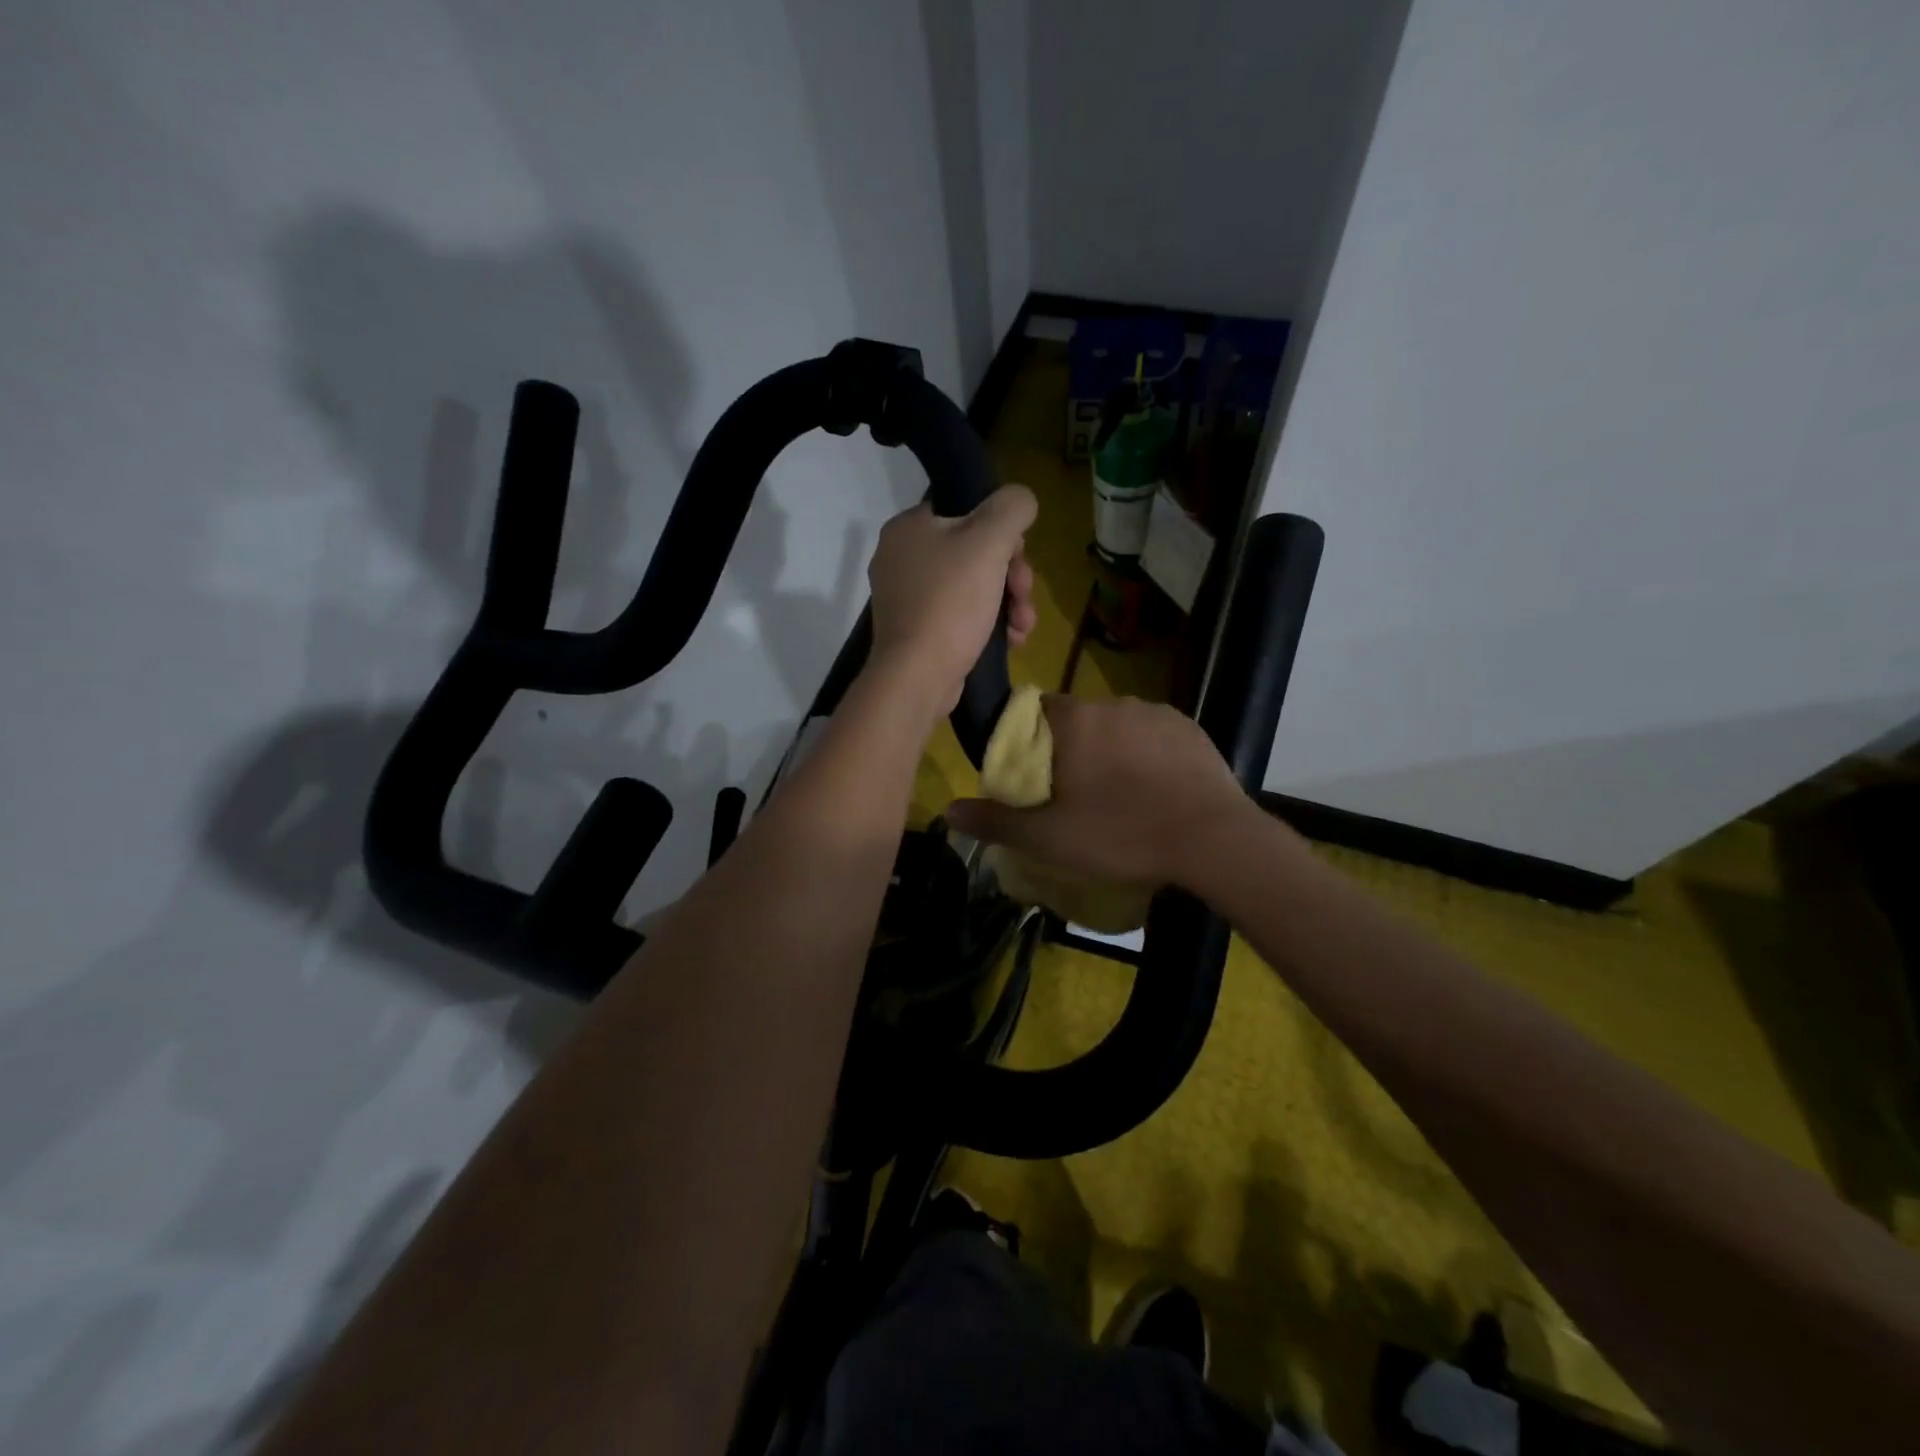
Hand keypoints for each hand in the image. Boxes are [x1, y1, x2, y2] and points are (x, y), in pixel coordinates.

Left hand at [867, 485, 1037, 712]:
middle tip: (1024, 595)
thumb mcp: (989, 542)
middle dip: (1011, 576)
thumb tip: (1021, 499)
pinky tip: (1011, 640)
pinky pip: (961, 616)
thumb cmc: (950, 603)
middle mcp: (902, 558)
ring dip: (1008, 603)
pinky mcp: (918, 631)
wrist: (918, 676)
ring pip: (972, 586)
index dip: (1001, 529)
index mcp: (909, 527)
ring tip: (1023, 626)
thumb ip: (1011, 508)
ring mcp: (908, 598)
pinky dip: (988, 624)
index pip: (964, 510)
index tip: (1019, 554)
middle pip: (973, 552)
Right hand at [945, 695, 1256, 888]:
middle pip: (1076, 720)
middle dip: (1071, 750)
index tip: (1035, 777)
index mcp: (1074, 720)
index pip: (1034, 712)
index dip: (1028, 742)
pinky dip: (1147, 755)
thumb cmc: (1122, 834)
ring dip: (1110, 751)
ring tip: (1121, 797)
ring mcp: (1155, 712)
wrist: (1213, 839)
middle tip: (1076, 796)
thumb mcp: (1050, 838)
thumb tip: (949, 810)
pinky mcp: (1189, 728)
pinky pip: (1153, 735)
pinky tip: (1156, 790)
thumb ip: (997, 821)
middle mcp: (1112, 703)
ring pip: (1116, 727)